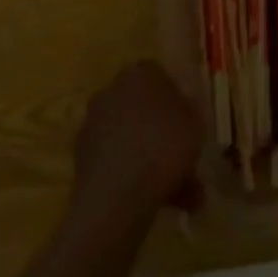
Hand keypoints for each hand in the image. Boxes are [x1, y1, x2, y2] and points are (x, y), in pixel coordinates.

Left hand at [69, 62, 204, 237]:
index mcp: (139, 73)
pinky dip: (134, 177)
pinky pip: (117, 161)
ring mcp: (93, 124)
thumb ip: (190, 112)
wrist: (115, 198)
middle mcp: (111, 90)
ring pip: (132, 140)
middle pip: (143, 109)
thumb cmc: (163, 148)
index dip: (177, 100)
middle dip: (164, 135)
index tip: (189, 123)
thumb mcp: (195, 124)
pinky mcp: (82, 157)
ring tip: (180, 196)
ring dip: (153, 162)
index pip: (160, 76)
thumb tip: (181, 112)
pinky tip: (157, 203)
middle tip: (185, 160)